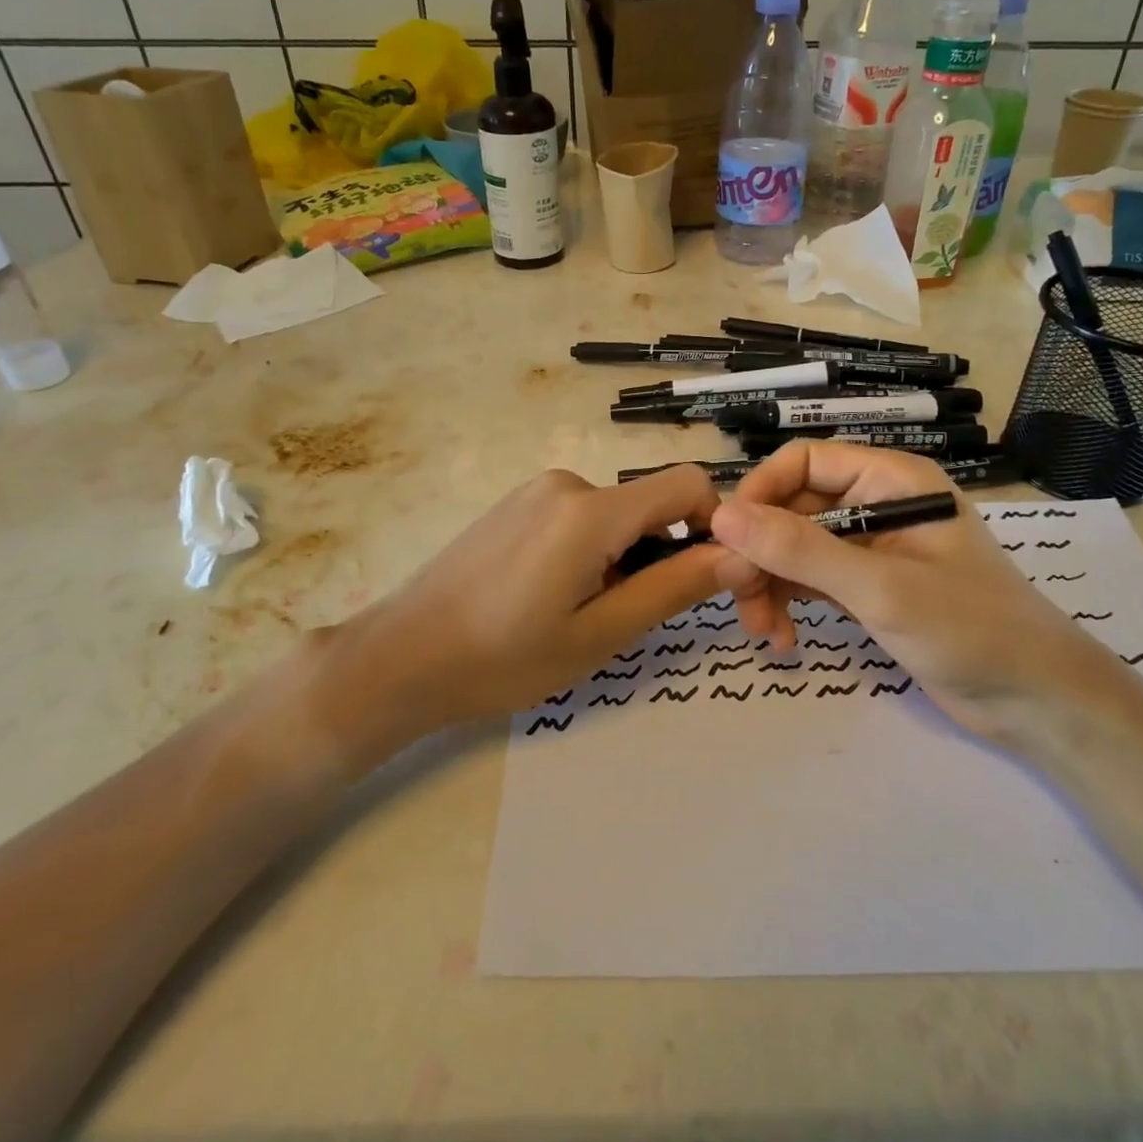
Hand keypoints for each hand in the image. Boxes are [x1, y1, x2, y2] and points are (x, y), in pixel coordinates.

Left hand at [321, 467, 725, 750]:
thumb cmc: (503, 658)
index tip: (705, 577)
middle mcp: (567, 483)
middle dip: (660, 551)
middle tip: (629, 615)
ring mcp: (536, 491)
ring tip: (581, 613)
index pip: (687, 483)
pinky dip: (590, 550)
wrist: (401, 657)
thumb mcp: (600, 634)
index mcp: (591, 511)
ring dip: (621, 556)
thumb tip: (741, 556)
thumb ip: (674, 588)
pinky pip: (579, 517)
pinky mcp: (515, 504)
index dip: (714, 524)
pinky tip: (551, 596)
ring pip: (614, 515)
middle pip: (648, 503)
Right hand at [709, 442, 1106, 734]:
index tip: (729, 538)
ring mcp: (871, 548)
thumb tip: (723, 516)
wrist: (1039, 703)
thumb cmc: (972, 630)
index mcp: (891, 481)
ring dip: (769, 583)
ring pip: (795, 548)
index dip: (761, 492)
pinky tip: (783, 639)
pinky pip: (810, 580)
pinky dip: (789, 604)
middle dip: (761, 551)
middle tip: (737, 596)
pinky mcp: (868, 588)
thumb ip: (801, 550)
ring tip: (761, 630)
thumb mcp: (880, 588)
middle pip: (793, 508)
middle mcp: (877, 504)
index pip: (805, 461)